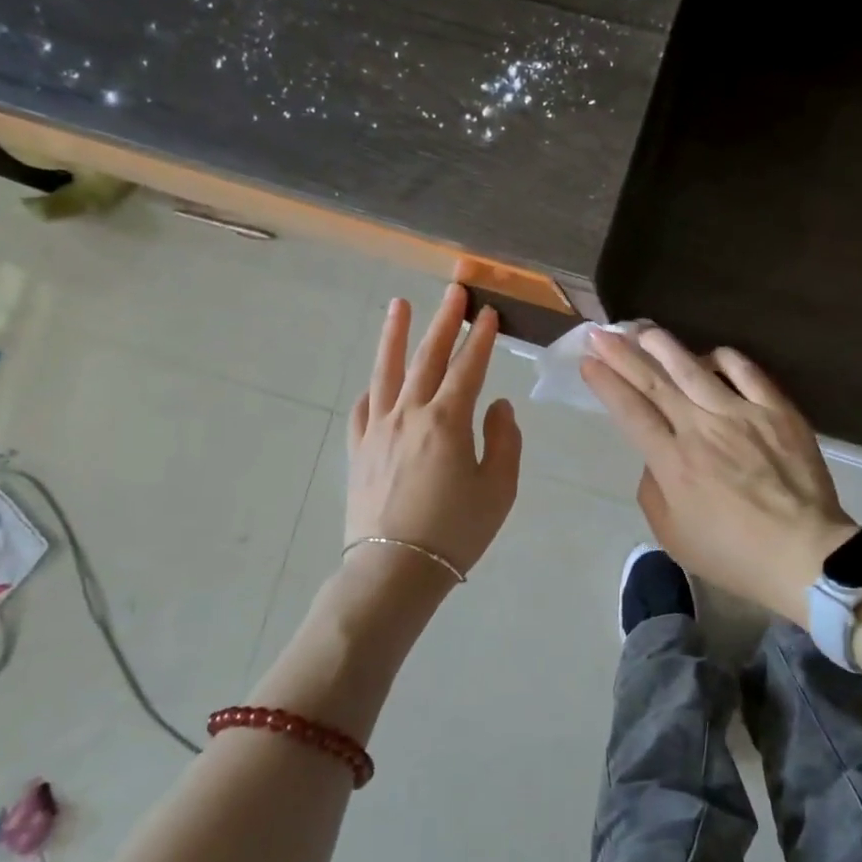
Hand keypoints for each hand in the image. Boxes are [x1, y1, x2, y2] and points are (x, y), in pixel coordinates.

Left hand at [345, 285, 522, 581]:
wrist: (394, 571)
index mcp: (447, 421)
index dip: (480, 338)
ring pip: (386, 371)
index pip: (467, 368)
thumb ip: (503, 441)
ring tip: (398, 305)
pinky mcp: (358, 450)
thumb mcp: (499, 489)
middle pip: (428, 357)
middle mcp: (409, 414)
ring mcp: (378, 430)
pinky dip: (373, 388)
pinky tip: (376, 380)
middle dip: (443, 322)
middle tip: (453, 290)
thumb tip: (498, 405)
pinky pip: (363, 408)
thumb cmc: (455, 531)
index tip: (488, 312)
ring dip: (394, 335)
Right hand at [580, 326, 856, 624]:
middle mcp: (701, 428)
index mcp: (673, 462)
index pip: (631, 411)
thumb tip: (655, 455)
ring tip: (643, 330)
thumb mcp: (673, 536)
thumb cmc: (734, 554)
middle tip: (601, 334)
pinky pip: (745, 371)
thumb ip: (652, 490)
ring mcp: (741, 413)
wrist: (806, 554)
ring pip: (693, 368)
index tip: (588, 362)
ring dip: (663, 346)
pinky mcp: (776, 410)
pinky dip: (723, 358)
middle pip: (654, 382)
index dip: (607, 384)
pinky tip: (710, 354)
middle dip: (622, 355)